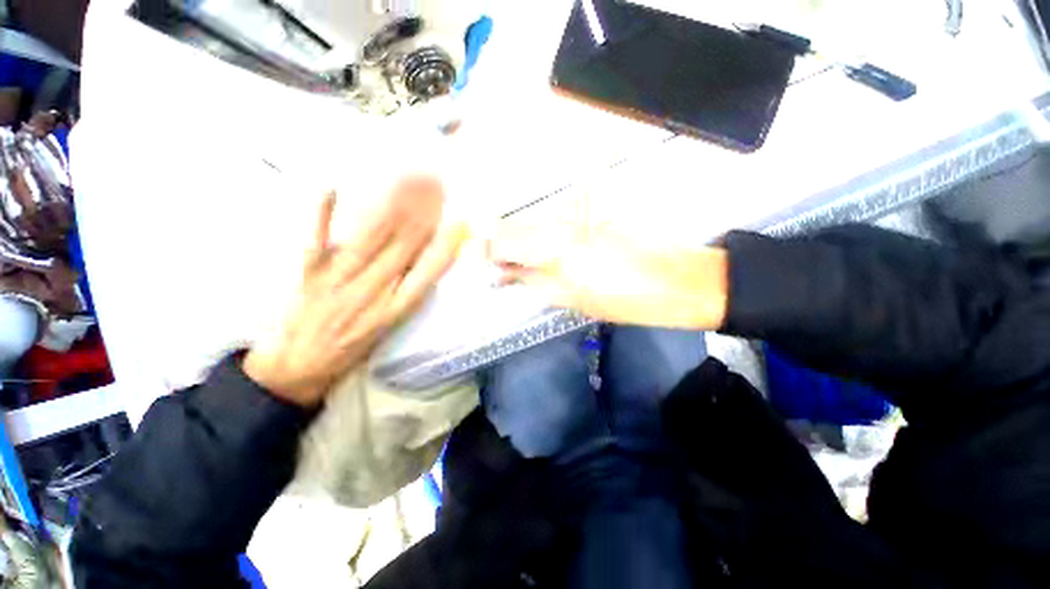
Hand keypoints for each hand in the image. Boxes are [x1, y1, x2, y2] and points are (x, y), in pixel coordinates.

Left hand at [244, 179, 466, 405]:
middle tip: (436, 185)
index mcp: (395, 309)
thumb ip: (407, 295)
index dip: (445, 247)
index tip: (459, 224)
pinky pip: (316, 241)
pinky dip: (323, 215)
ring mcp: (339, 281)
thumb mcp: (389, 328)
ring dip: (392, 207)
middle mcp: (372, 292)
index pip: (428, 273)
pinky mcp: (309, 274)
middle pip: (403, 248)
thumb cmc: (352, 349)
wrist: (298, 368)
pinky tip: (332, 188)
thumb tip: (425, 262)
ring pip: (372, 239)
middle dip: (423, 214)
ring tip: (409, 181)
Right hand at [488, 220, 727, 329]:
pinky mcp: (596, 205)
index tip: (485, 263)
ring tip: (529, 259)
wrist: (680, 279)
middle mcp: (564, 219)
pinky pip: (557, 215)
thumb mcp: (573, 299)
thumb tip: (504, 273)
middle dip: (504, 245)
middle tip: (505, 264)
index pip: (503, 239)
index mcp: (557, 248)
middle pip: (515, 224)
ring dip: (525, 238)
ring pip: (535, 218)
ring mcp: (581, 208)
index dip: (488, 251)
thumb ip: (533, 281)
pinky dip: (547, 230)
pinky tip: (554, 245)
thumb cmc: (627, 300)